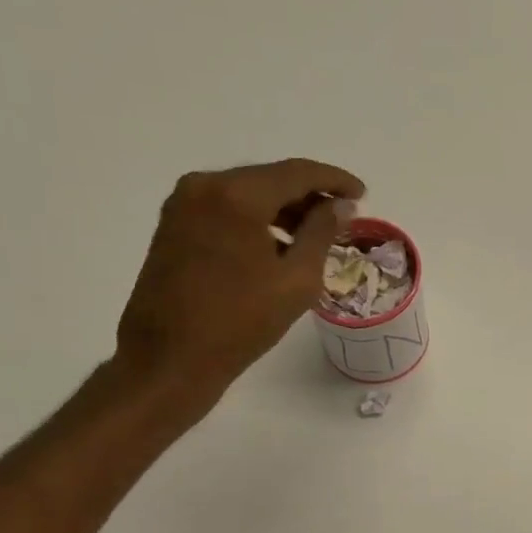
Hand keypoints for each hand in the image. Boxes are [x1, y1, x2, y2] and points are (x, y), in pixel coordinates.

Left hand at [113, 159, 366, 415]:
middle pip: (269, 179)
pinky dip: (255, 220)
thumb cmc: (240, 323)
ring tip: (312, 237)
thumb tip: (340, 205)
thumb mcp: (297, 280)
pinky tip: (275, 247)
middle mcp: (204, 186)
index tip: (361, 194)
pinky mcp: (172, 226)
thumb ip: (322, 233)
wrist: (170, 360)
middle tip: (341, 218)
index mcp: (237, 195)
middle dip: (308, 196)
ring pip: (246, 194)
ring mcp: (182, 205)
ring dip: (282, 210)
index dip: (334, 181)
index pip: (297, 173)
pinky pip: (225, 210)